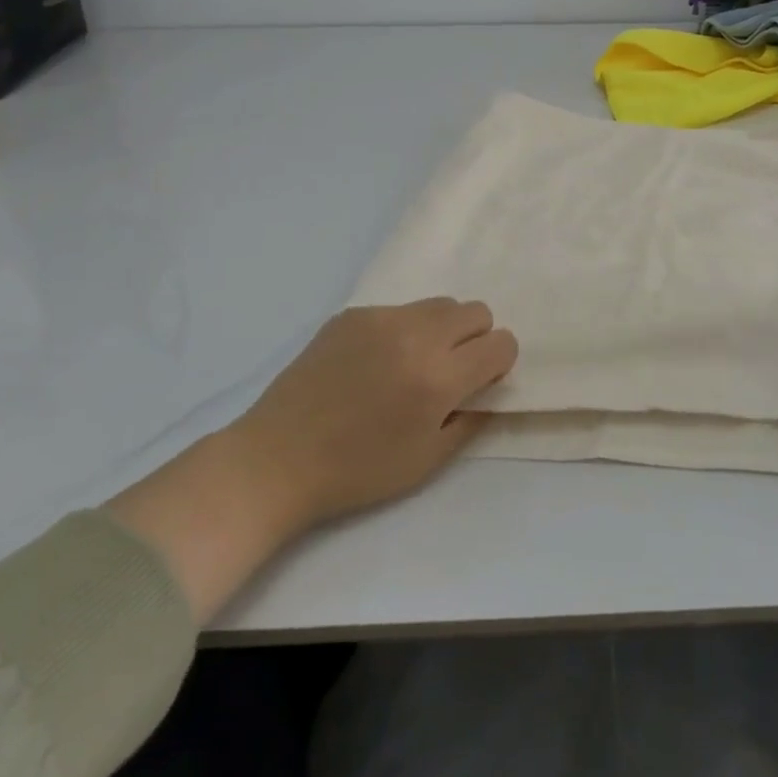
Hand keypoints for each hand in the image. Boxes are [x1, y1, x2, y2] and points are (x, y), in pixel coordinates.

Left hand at [108, 299, 516, 621]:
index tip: (479, 383)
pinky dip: (402, 331)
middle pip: (477, 311)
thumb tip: (489, 386)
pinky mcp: (352, 314)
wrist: (276, 460)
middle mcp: (415, 336)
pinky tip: (372, 364)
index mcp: (437, 378)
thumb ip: (471, 418)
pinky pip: (399, 310)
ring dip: (441, 330)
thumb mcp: (428, 461)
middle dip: (475, 339)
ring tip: (411, 364)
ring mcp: (381, 319)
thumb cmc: (357, 472)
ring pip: (439, 304)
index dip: (498, 363)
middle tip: (450, 371)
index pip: (501, 344)